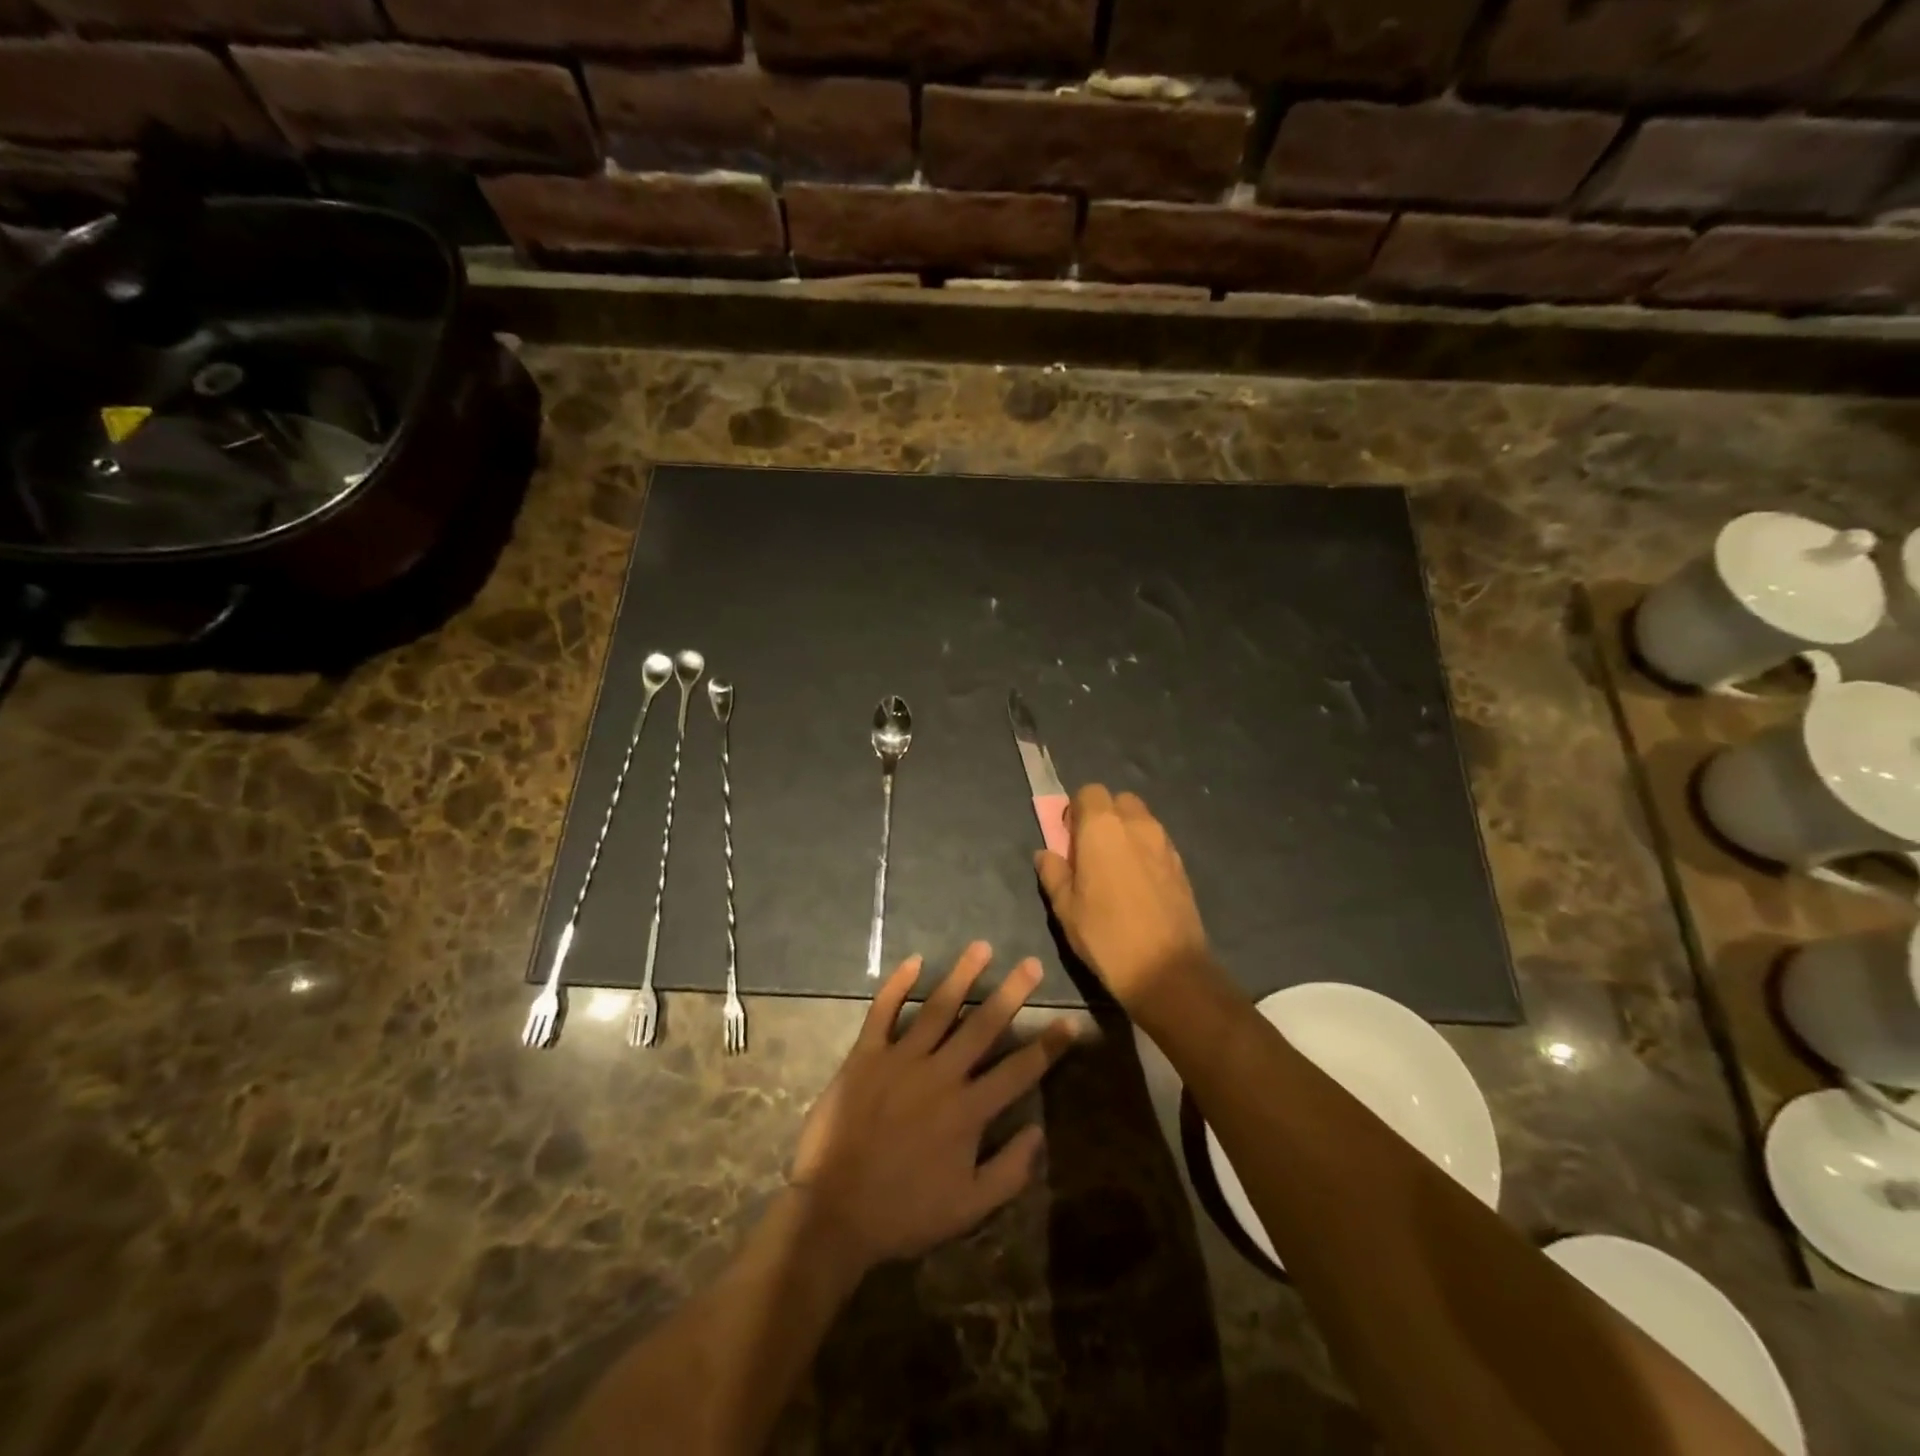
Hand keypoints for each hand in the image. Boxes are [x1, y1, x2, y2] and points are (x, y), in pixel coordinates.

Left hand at [790, 943, 1072, 1272]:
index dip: (1048, 1046)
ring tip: (982, 947)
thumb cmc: (904, 1213)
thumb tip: (1038, 1131)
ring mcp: (900, 1060)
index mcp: (968, 1111)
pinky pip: (882, 1012)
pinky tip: (914, 961)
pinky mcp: (865, 1056)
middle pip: (983, 1025)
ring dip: (963, 975)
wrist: (833, 1211)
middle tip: (1031, 963)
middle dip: (1011, 993)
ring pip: (938, 1008)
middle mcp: (940, 1075)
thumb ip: (1009, 1172)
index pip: (1019, 1070)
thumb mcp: (968, 1209)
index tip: (1069, 1021)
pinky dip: (897, 985)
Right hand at [1034, 785, 1213, 1018]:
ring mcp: (1164, 843)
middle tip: (1092, 851)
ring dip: (1126, 833)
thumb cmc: (1105, 935)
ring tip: (1116, 870)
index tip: (1069, 838)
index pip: (1088, 792)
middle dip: (1104, 817)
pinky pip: (1158, 843)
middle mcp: (1136, 825)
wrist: (1167, 969)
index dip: (1077, 810)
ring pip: (1141, 821)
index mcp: (1102, 827)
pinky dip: (1145, 852)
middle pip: (1118, 801)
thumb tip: (1046, 854)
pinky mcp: (1182, 865)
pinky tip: (1138, 885)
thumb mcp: (1065, 908)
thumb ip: (1053, 873)